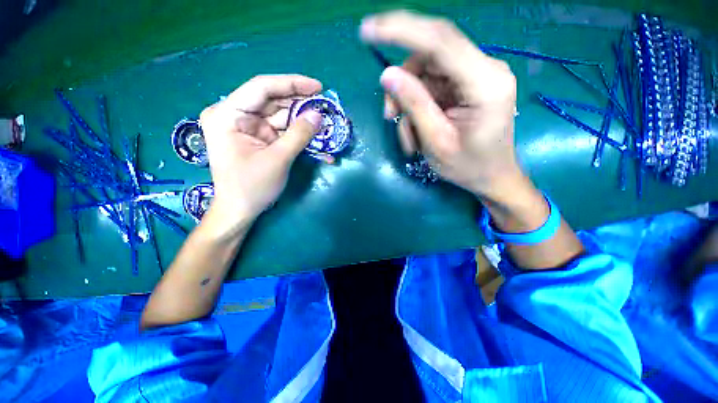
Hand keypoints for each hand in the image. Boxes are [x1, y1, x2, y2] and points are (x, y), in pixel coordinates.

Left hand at [199, 75, 322, 234]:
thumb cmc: (252, 187)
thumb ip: (299, 135)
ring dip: (302, 120)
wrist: (240, 211)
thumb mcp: (278, 159)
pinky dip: (297, 133)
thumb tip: (319, 116)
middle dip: (300, 104)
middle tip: (325, 106)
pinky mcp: (258, 138)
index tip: (318, 87)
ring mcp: (247, 127)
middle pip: (272, 101)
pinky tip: (314, 136)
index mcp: (227, 114)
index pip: (262, 87)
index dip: (292, 84)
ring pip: (279, 115)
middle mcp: (234, 115)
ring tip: (324, 121)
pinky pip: (280, 130)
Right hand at [360, 10, 526, 202]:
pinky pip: (433, 85)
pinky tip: (418, 130)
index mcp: (485, 83)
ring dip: (409, 102)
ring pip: (427, 72)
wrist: (492, 176)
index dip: (401, 30)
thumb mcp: (436, 142)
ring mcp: (476, 74)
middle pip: (430, 56)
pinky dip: (419, 106)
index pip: (440, 41)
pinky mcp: (467, 84)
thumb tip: (388, 75)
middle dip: (403, 84)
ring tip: (410, 136)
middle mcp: (485, 69)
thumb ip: (414, 105)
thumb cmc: (468, 167)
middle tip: (389, 115)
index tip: (367, 30)